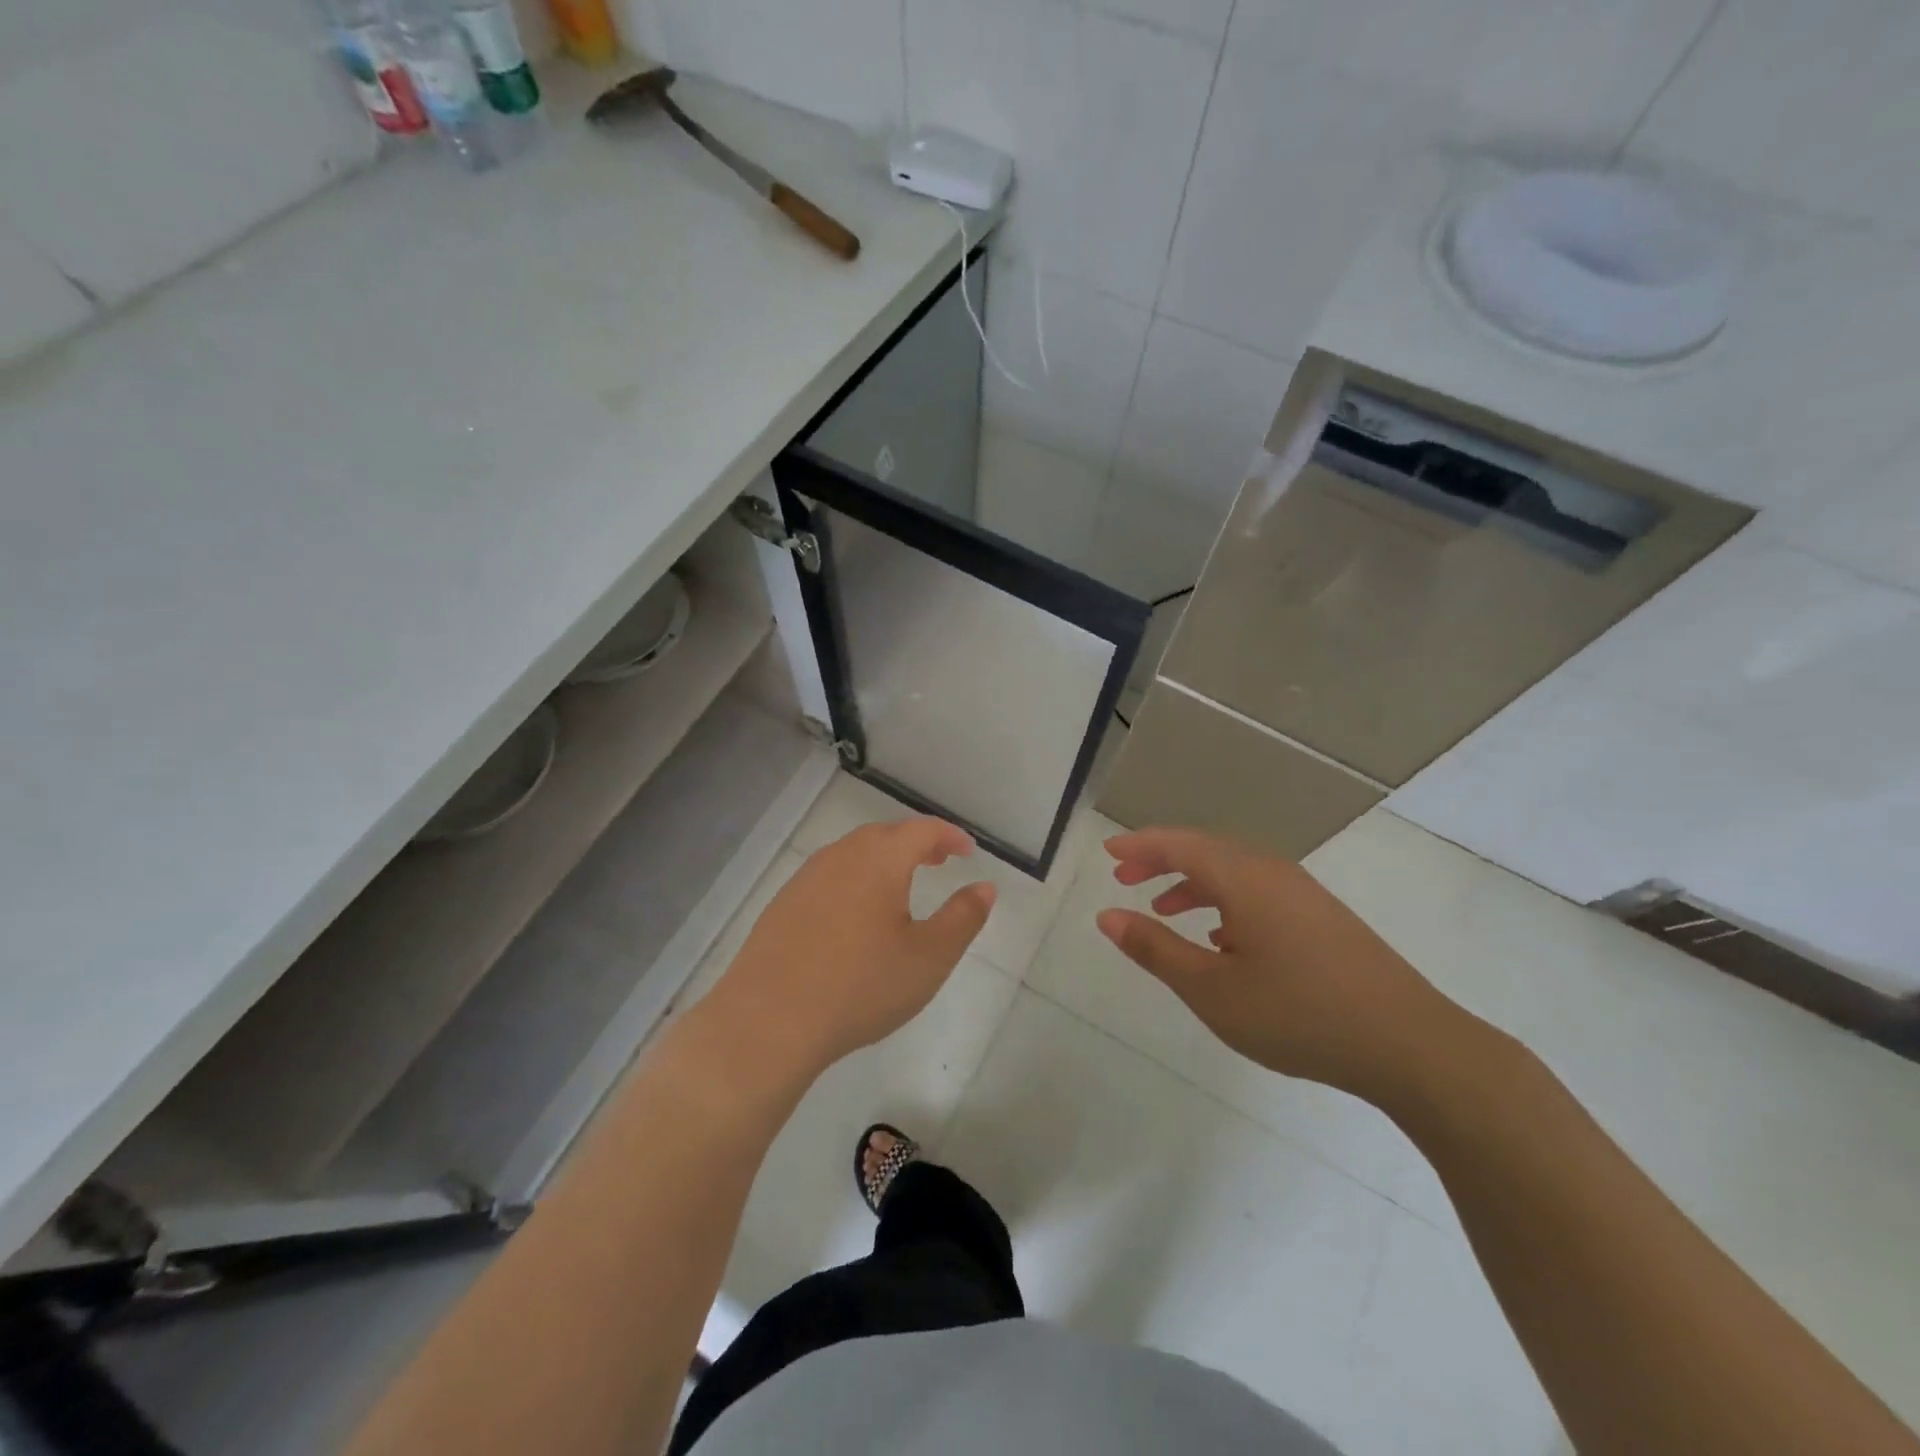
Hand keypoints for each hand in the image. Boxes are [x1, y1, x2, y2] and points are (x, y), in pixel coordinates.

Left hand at [708, 817, 995, 1079]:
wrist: (768, 1020)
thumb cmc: (860, 986)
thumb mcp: (928, 958)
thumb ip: (962, 918)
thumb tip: (985, 887)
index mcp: (879, 860)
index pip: (922, 830)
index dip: (949, 836)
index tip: (968, 851)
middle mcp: (840, 857)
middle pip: (885, 835)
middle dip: (916, 844)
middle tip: (939, 861)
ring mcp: (806, 878)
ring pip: (853, 854)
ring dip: (883, 860)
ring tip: (901, 887)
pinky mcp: (783, 904)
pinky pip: (829, 877)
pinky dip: (854, 880)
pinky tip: (855, 915)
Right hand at [1096, 827, 1468, 1108]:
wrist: (1412, 1045)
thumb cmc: (1299, 1014)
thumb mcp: (1212, 989)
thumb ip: (1156, 949)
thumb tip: (1107, 916)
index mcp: (1244, 879)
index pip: (1180, 844)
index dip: (1140, 846)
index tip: (1109, 854)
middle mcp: (1273, 873)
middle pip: (1206, 851)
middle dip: (1162, 862)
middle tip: (1126, 880)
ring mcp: (1304, 895)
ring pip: (1234, 874)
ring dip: (1193, 884)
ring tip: (1164, 911)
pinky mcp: (1323, 919)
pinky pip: (1259, 894)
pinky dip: (1226, 903)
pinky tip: (1221, 941)